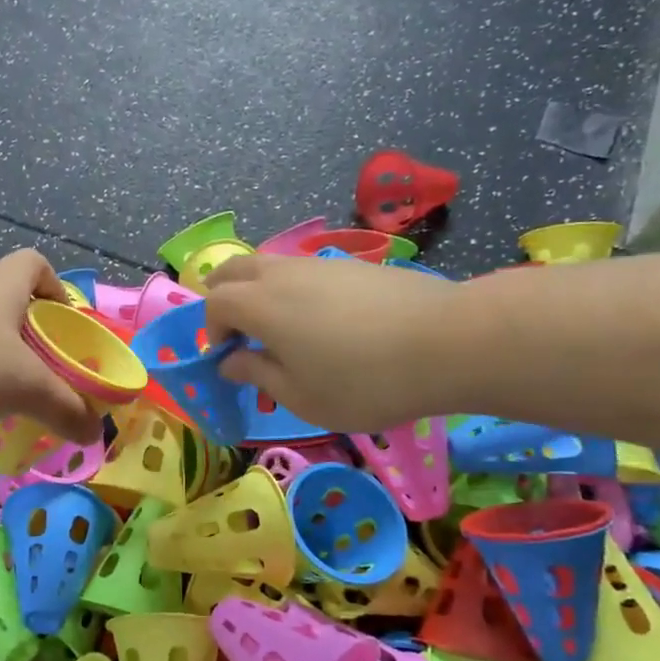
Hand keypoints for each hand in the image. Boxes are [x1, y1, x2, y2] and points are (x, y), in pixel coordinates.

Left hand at [0, 250, 99, 443]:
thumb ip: (64, 408)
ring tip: (13, 400)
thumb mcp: (25, 387)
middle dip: (33, 339)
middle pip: (11, 304)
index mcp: (3, 286)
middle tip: (48, 377)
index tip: (66, 327)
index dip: (56, 289)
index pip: (36, 265)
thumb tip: (94, 433)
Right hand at [203, 253, 459, 431]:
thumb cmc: (364, 381)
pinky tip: (323, 321)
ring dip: (259, 290)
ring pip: (271, 264)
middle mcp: (283, 274)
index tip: (228, 358)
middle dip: (224, 296)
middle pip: (234, 269)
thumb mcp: (301, 396)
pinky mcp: (355, 265)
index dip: (211, 329)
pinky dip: (294, 289)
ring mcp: (321, 264)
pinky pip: (305, 270)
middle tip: (237, 331)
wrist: (448, 343)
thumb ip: (258, 374)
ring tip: (281, 329)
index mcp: (261, 305)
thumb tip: (230, 361)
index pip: (215, 302)